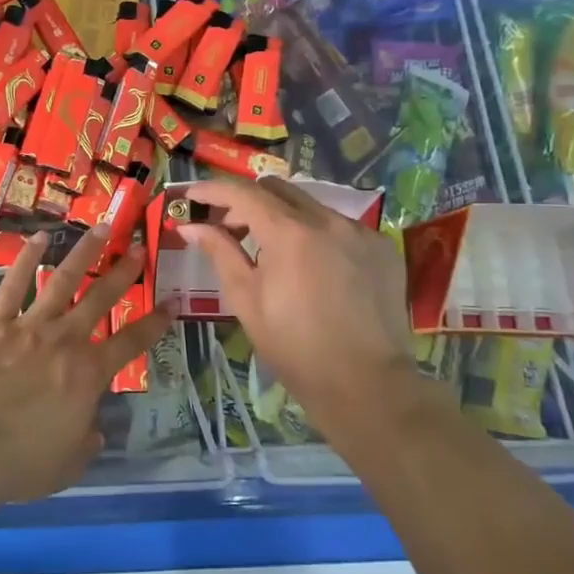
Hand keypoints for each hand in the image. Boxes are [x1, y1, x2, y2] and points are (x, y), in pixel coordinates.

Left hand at [0, 227, 173, 505]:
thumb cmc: (20, 461)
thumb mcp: (66, 466)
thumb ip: (85, 444)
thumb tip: (95, 432)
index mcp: (89, 374)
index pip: (132, 342)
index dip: (155, 322)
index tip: (172, 302)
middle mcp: (65, 340)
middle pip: (101, 298)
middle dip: (123, 272)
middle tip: (139, 248)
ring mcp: (29, 325)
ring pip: (62, 280)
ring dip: (83, 253)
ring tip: (100, 228)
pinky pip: (13, 284)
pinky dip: (26, 258)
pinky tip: (39, 237)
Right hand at [180, 177, 429, 442]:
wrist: (366, 385)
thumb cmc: (294, 347)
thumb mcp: (246, 300)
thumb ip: (220, 252)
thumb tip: (191, 226)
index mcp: (290, 233)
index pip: (243, 193)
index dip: (213, 189)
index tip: (192, 195)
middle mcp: (328, 221)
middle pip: (277, 189)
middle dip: (247, 201)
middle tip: (229, 228)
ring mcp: (360, 232)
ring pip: (310, 206)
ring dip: (282, 217)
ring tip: (270, 251)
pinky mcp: (382, 247)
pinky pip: (340, 226)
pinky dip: (316, 234)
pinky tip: (311, 267)